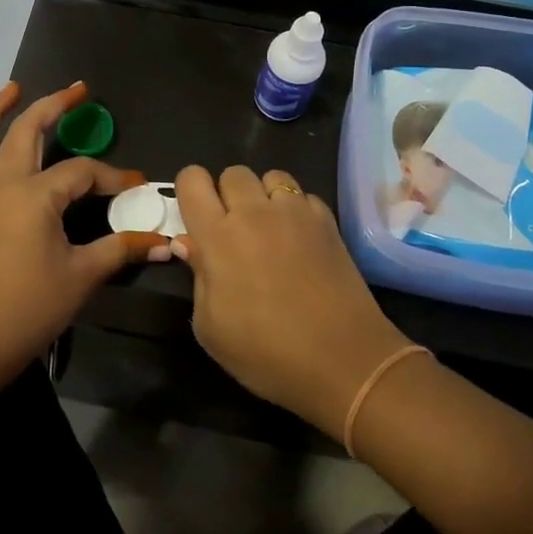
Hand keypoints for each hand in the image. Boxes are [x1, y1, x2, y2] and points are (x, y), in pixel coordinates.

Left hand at [0, 82, 169, 381]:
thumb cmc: (31, 307)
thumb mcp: (83, 275)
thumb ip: (121, 249)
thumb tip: (164, 242)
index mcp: (34, 195)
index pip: (81, 172)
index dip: (112, 176)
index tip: (135, 185)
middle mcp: (1, 185)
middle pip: (26, 131)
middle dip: (53, 106)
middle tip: (77, 90)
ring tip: (10, 91)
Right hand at [173, 164, 411, 437]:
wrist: (343, 361)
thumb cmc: (266, 353)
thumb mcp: (211, 329)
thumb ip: (198, 277)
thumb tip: (189, 244)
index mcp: (218, 236)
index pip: (192, 179)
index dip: (190, 190)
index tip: (195, 215)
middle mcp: (254, 213)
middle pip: (233, 173)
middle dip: (227, 194)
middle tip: (233, 229)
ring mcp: (296, 213)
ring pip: (271, 176)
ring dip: (264, 196)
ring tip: (269, 228)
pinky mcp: (327, 221)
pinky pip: (304, 197)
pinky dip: (297, 210)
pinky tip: (300, 240)